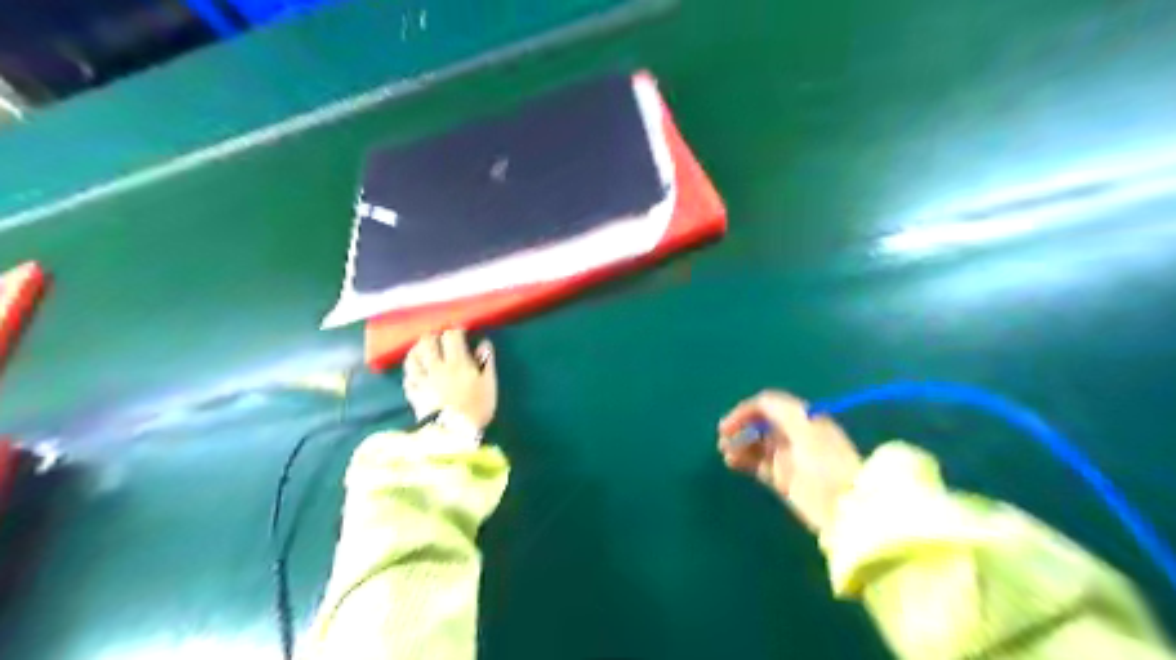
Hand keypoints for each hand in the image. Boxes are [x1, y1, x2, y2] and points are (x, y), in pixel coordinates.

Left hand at [404, 331, 494, 431]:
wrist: (453, 434)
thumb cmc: (476, 408)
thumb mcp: (489, 384)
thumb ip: (486, 362)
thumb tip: (483, 343)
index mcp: (456, 362)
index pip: (451, 336)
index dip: (455, 330)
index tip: (460, 330)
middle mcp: (436, 367)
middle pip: (428, 342)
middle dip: (433, 336)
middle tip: (439, 337)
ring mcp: (421, 380)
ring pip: (412, 358)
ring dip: (417, 350)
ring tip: (422, 350)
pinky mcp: (413, 395)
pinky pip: (407, 378)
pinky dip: (410, 372)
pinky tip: (415, 373)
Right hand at [718, 390, 861, 532]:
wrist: (846, 508)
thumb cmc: (827, 463)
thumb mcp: (805, 429)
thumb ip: (781, 411)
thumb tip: (758, 402)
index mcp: (803, 418)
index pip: (769, 405)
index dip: (746, 410)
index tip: (729, 424)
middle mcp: (794, 434)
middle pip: (761, 422)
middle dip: (741, 425)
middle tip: (723, 436)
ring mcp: (788, 457)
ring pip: (756, 443)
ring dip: (739, 443)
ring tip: (725, 451)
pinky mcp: (783, 480)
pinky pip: (757, 464)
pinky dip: (742, 460)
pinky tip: (731, 461)